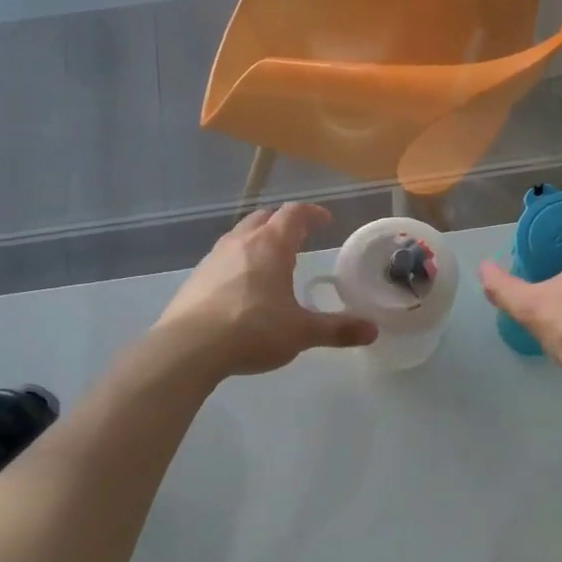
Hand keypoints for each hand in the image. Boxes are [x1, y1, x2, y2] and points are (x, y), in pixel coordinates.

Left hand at [156, 204, 378, 378]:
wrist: (188, 348)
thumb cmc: (252, 330)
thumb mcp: (301, 333)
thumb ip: (337, 330)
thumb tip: (372, 331)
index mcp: (270, 246)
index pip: (294, 214)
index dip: (312, 214)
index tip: (325, 221)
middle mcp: (241, 242)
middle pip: (264, 218)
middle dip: (283, 222)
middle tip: (298, 237)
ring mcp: (213, 258)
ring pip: (240, 236)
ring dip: (258, 241)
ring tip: (271, 262)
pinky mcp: (195, 278)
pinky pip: (223, 259)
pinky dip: (238, 262)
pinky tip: (242, 288)